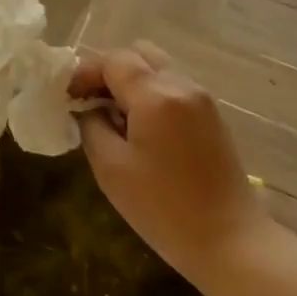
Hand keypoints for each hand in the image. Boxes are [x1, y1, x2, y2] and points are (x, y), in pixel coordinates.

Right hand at [72, 41, 268, 283]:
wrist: (229, 241)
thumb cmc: (162, 208)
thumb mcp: (110, 167)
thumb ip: (92, 125)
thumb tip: (89, 108)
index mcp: (156, 95)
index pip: (113, 60)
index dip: (84, 72)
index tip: (67, 98)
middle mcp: (182, 86)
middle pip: (139, 54)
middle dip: (109, 71)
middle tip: (89, 101)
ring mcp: (202, 100)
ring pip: (158, 69)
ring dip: (131, 82)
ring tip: (113, 117)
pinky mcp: (212, 117)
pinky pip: (174, 88)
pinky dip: (150, 95)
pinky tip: (139, 129)